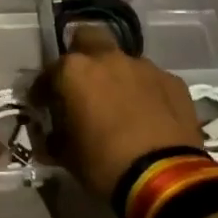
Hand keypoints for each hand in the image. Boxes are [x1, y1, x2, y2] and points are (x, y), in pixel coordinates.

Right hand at [46, 23, 204, 198]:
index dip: (44, 90)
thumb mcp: (66, 155)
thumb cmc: (104, 164)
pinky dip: (145, 92)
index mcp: (74, 71)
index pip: (48, 72)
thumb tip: (53, 135)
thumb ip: (55, 135)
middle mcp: (107, 59)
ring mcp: (144, 67)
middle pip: (88, 38)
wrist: (165, 179)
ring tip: (120, 105)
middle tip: (83, 84)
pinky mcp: (173, 82)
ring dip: (117, 77)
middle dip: (83, 55)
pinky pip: (151, 80)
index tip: (44, 106)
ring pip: (123, 61)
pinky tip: (148, 116)